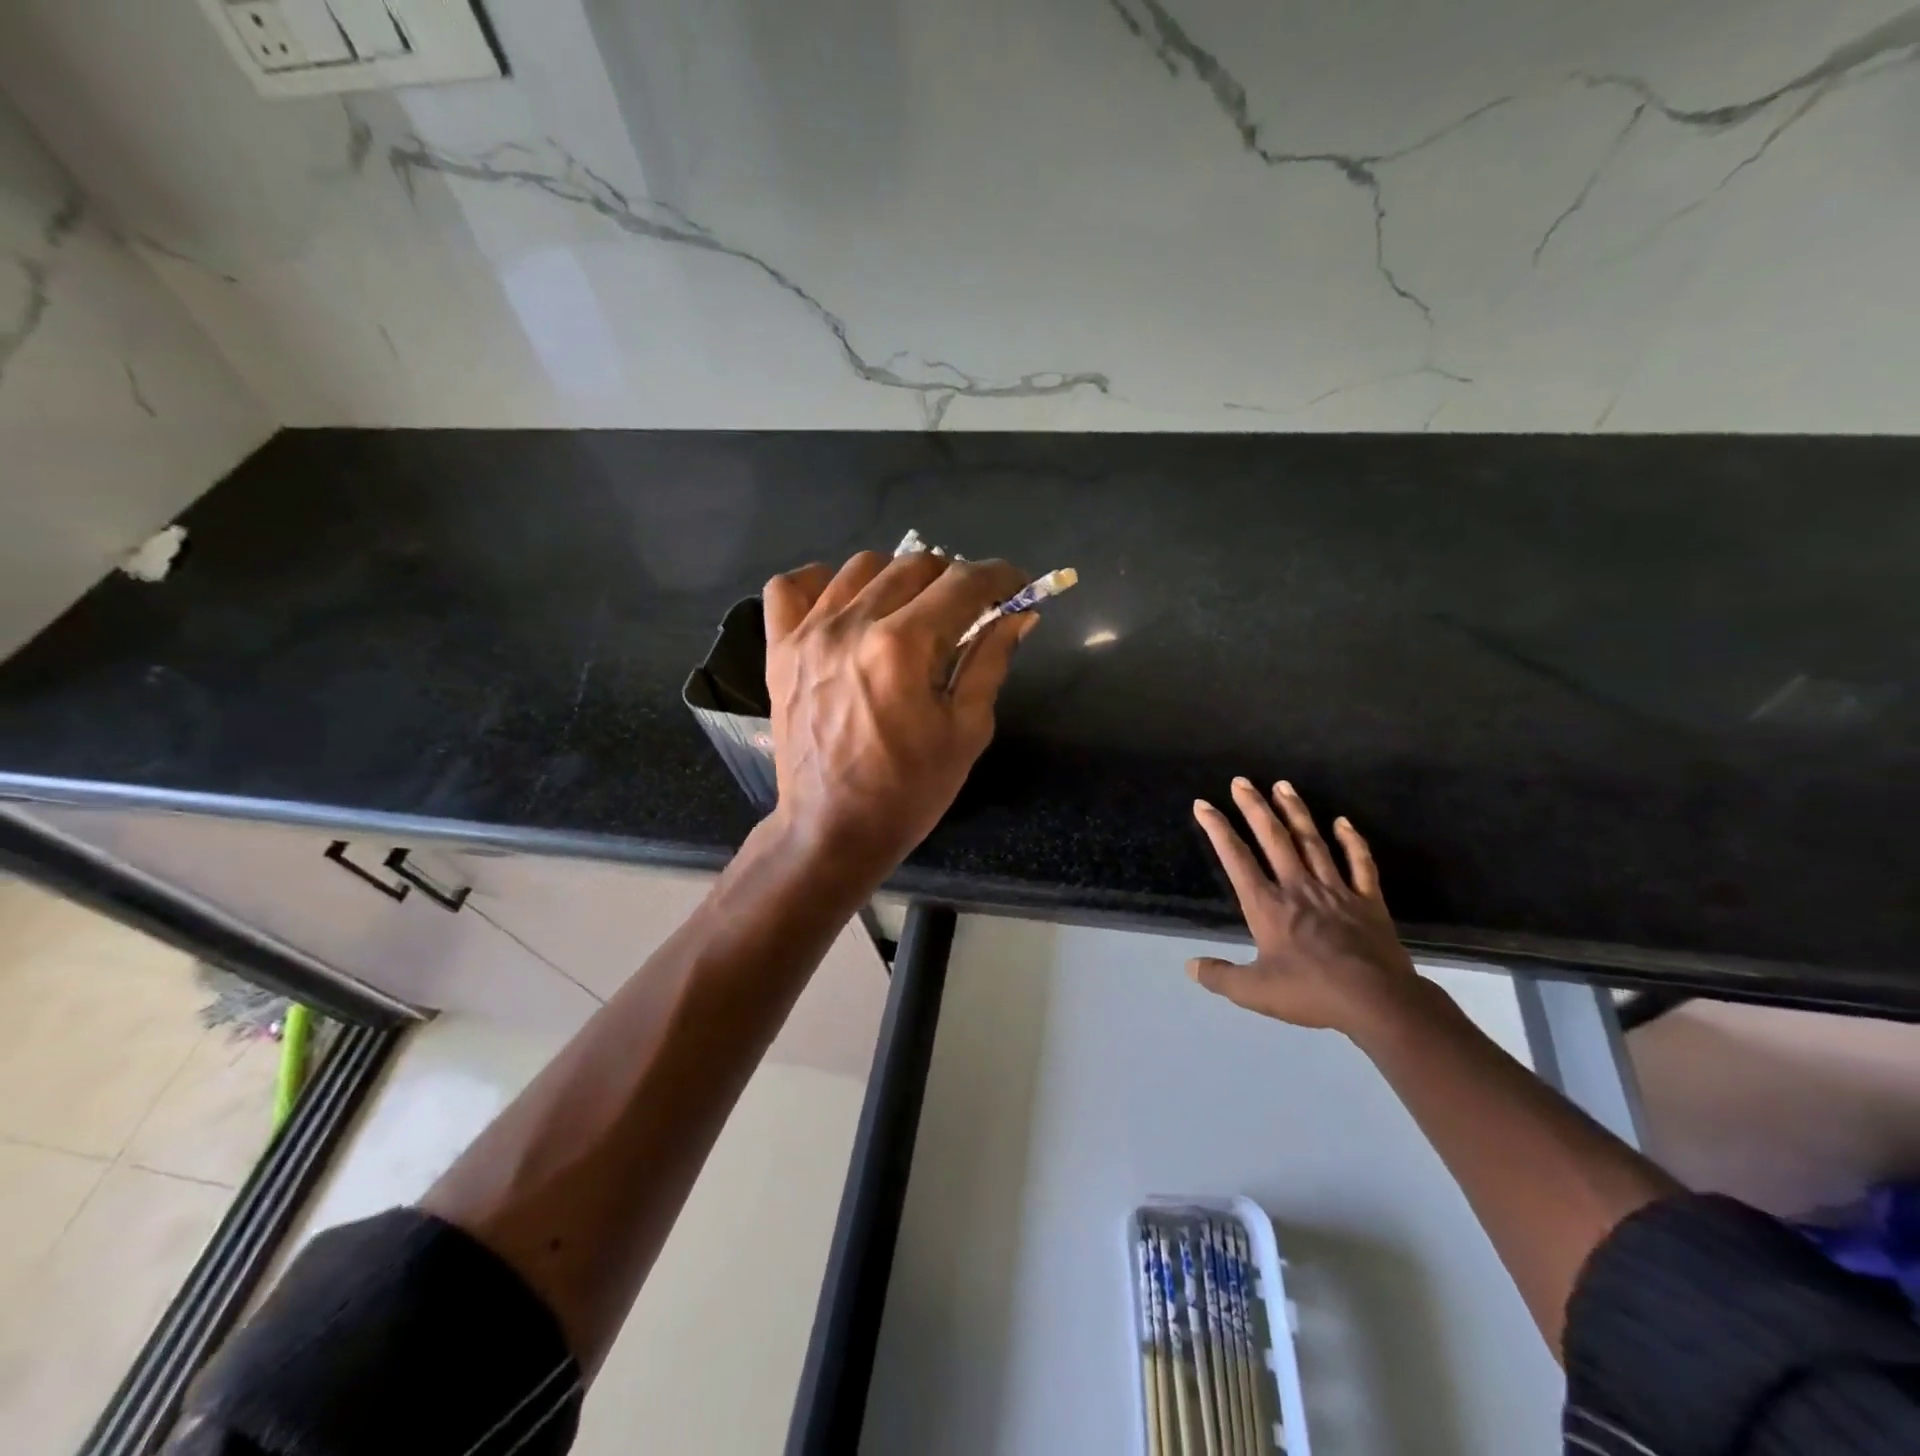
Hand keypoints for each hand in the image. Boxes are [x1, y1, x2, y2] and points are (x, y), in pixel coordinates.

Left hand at [762, 551, 1032, 878]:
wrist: (832, 829)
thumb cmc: (909, 790)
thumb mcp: (967, 730)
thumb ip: (991, 661)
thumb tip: (1018, 614)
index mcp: (903, 646)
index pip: (962, 583)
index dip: (999, 577)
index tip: (1016, 586)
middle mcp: (852, 625)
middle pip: (915, 565)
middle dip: (953, 579)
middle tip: (967, 610)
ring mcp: (808, 633)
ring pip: (860, 566)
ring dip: (898, 578)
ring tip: (911, 610)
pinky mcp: (779, 649)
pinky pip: (791, 587)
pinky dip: (823, 584)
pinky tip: (845, 606)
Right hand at [1188, 778, 1423, 1036]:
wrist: (1378, 1003)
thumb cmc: (1312, 994)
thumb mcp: (1255, 992)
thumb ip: (1221, 977)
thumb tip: (1190, 966)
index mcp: (1268, 906)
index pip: (1236, 859)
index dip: (1217, 829)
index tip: (1203, 804)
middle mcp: (1298, 888)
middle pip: (1273, 838)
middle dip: (1254, 807)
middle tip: (1241, 781)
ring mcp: (1336, 891)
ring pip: (1312, 842)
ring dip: (1296, 812)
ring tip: (1283, 785)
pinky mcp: (1368, 901)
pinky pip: (1360, 864)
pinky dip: (1351, 841)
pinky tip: (1343, 822)